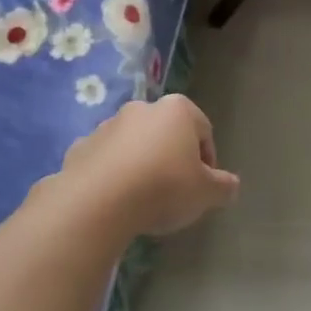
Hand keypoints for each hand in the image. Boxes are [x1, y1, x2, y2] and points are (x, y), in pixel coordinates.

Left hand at [60, 95, 239, 235]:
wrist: (98, 202)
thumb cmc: (164, 187)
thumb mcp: (207, 193)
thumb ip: (223, 186)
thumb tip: (230, 185)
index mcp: (177, 110)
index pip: (204, 131)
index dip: (208, 162)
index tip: (204, 187)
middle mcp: (141, 109)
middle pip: (166, 134)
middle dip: (173, 158)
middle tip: (176, 192)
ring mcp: (106, 125)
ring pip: (134, 145)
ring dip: (142, 165)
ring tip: (144, 199)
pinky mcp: (80, 147)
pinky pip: (106, 161)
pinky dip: (113, 175)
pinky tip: (117, 201)